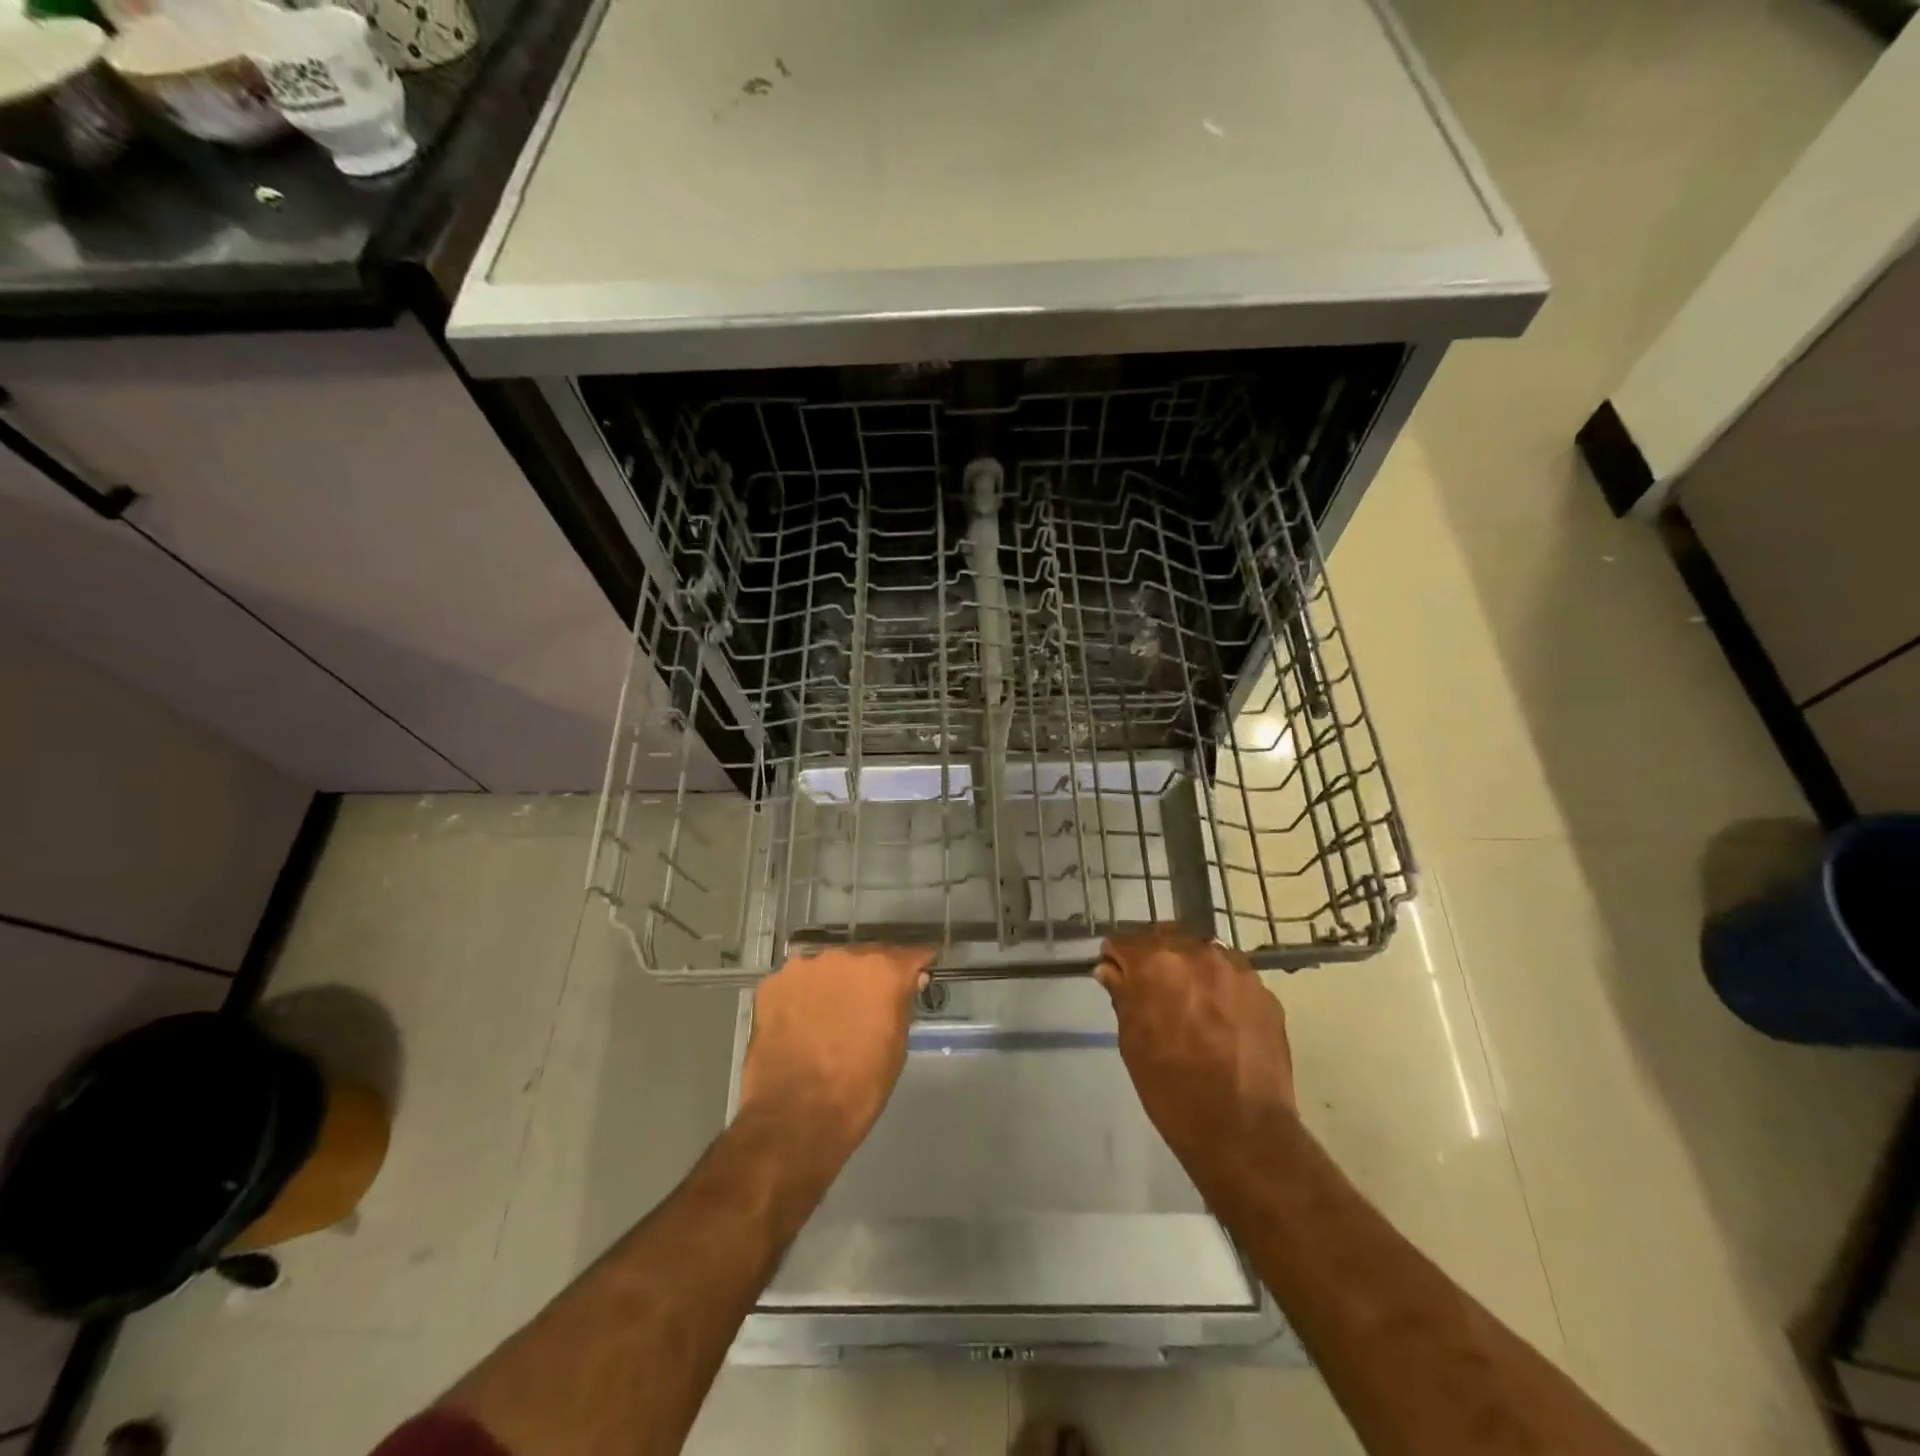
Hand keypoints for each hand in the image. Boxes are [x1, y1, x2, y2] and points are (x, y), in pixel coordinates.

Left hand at [736, 944, 933, 1168]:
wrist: (795, 1118)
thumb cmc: (859, 1088)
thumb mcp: (896, 1046)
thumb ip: (900, 1004)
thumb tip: (906, 982)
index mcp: (882, 970)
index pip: (909, 954)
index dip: (916, 964)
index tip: (918, 972)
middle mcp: (844, 956)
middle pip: (865, 956)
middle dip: (870, 975)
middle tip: (867, 1002)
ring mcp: (803, 967)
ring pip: (828, 967)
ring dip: (834, 982)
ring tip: (830, 1014)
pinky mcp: (771, 984)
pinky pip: (796, 982)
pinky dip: (802, 995)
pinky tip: (800, 1021)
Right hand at [1097, 927, 1296, 1183]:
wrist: (1244, 1131)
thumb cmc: (1172, 1090)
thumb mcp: (1132, 1042)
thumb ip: (1122, 995)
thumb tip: (1110, 969)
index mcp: (1157, 963)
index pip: (1125, 941)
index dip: (1117, 958)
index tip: (1116, 974)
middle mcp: (1198, 953)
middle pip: (1166, 937)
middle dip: (1154, 957)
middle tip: (1151, 988)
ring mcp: (1237, 969)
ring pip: (1202, 952)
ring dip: (1189, 968)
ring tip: (1189, 1002)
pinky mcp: (1265, 991)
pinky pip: (1232, 976)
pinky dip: (1219, 987)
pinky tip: (1219, 1018)